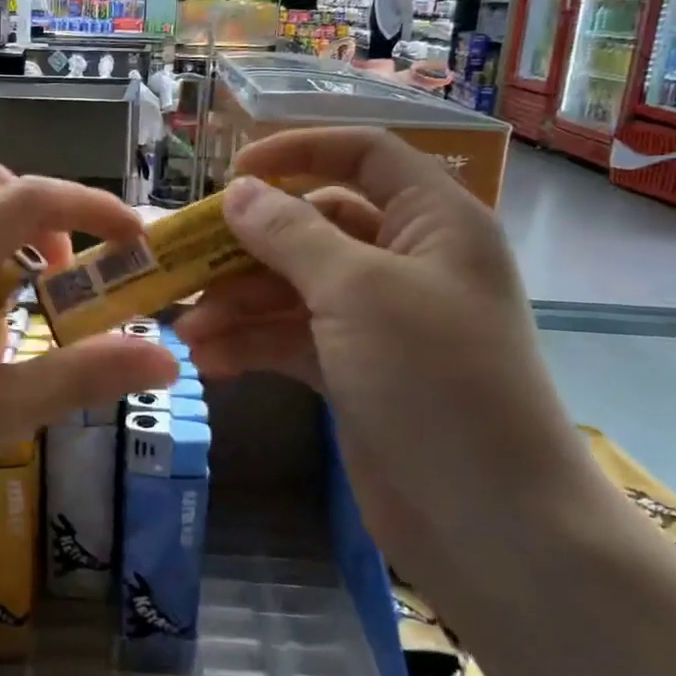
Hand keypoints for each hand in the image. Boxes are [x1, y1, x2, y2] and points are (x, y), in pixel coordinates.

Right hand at [172, 128, 591, 578]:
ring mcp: (377, 320)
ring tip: (187, 330)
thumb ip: (291, 234)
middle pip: (313, 226)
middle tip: (184, 263)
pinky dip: (252, 344)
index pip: (363, 154)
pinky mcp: (353, 370)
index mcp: (431, 221)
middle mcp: (405, 261)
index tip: (234, 174)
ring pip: (293, 287)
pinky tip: (209, 361)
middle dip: (248, 246)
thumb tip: (240, 192)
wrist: (491, 523)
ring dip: (238, 303)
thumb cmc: (435, 381)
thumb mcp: (357, 291)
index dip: (298, 152)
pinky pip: (292, 338)